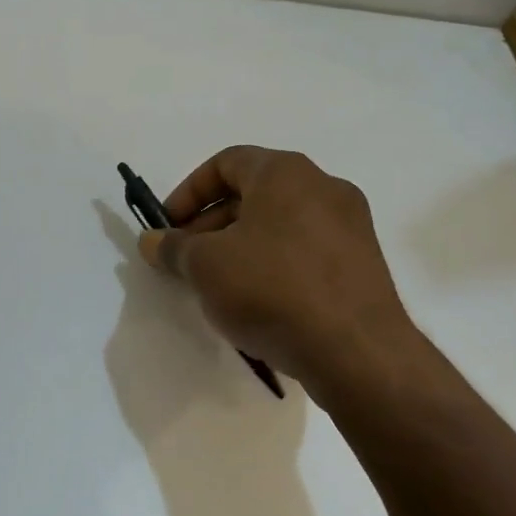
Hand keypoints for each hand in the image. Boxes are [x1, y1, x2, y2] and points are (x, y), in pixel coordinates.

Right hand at [139, 146, 411, 394]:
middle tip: (187, 259)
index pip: (226, 162)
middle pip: (254, 193)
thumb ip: (174, 247)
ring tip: (218, 285)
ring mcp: (350, 226)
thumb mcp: (206, 266)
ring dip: (241, 245)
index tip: (168, 226)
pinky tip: (258, 302)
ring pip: (280, 223)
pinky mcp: (363, 264)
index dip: (188, 192)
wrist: (357, 352)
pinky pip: (306, 250)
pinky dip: (274, 264)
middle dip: (211, 223)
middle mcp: (324, 187)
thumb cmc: (272, 289)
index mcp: (286, 172)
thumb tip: (152, 241)